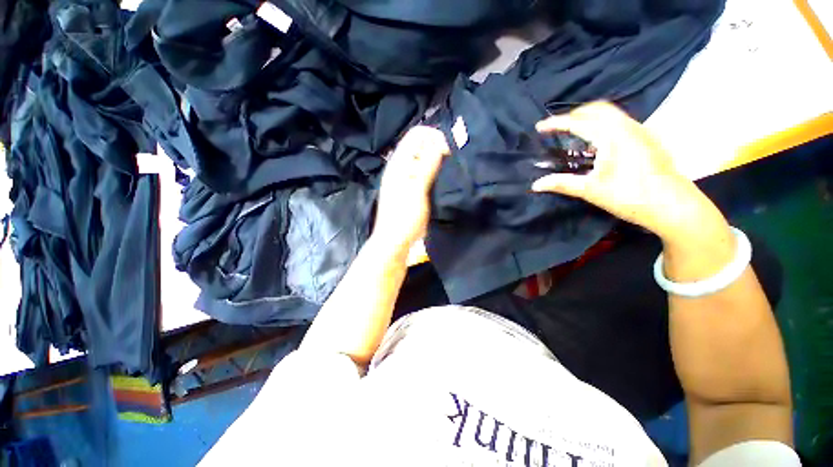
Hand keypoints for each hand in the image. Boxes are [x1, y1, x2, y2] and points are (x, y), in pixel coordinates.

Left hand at [373, 126, 448, 250]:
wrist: (395, 240)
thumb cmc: (404, 216)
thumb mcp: (416, 190)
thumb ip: (427, 166)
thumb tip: (440, 142)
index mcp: (399, 162)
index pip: (417, 135)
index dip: (434, 136)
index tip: (450, 149)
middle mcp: (402, 166)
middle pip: (421, 145)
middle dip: (438, 146)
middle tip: (454, 159)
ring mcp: (407, 177)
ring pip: (425, 159)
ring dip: (438, 159)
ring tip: (452, 168)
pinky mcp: (413, 188)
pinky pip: (426, 172)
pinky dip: (436, 170)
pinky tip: (445, 178)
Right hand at [532, 102, 720, 242]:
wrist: (674, 206)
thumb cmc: (631, 197)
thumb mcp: (591, 191)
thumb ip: (562, 184)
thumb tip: (536, 185)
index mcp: (612, 136)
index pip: (578, 122)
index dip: (556, 123)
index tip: (539, 127)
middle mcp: (628, 127)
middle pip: (597, 108)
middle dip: (574, 114)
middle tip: (557, 127)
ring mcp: (641, 131)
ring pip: (611, 113)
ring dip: (590, 117)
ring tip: (574, 132)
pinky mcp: (647, 139)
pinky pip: (621, 121)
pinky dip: (603, 124)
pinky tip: (598, 142)